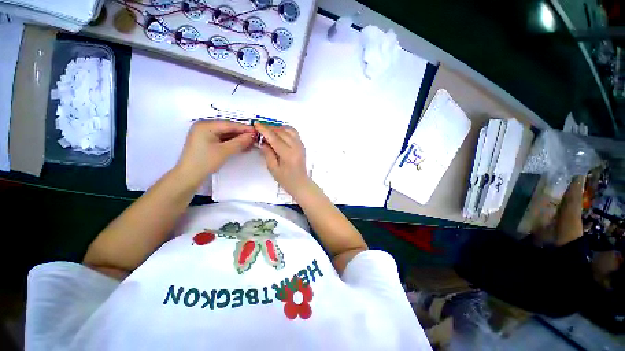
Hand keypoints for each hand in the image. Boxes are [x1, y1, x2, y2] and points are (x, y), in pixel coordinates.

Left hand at [176, 120, 255, 187]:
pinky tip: (242, 146)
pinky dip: (232, 143)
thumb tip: (253, 136)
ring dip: (238, 139)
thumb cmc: (204, 162)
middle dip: (242, 134)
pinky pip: (222, 139)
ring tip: (251, 143)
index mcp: (205, 125)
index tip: (257, 132)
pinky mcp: (205, 142)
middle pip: (227, 128)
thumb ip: (240, 142)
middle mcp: (204, 126)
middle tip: (255, 138)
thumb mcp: (224, 151)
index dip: (244, 128)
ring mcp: (204, 134)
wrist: (188, 176)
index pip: (229, 124)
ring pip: (225, 134)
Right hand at [255, 124, 310, 196]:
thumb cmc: (285, 179)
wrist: (300, 182)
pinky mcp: (302, 144)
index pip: (275, 139)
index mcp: (288, 155)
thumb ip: (267, 153)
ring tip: (269, 132)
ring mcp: (300, 145)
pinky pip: (294, 132)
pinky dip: (285, 130)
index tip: (256, 124)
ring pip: (289, 130)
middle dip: (270, 129)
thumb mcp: (272, 168)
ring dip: (278, 128)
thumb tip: (263, 141)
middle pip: (282, 132)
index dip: (265, 130)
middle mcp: (296, 147)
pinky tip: (279, 133)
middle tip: (260, 130)